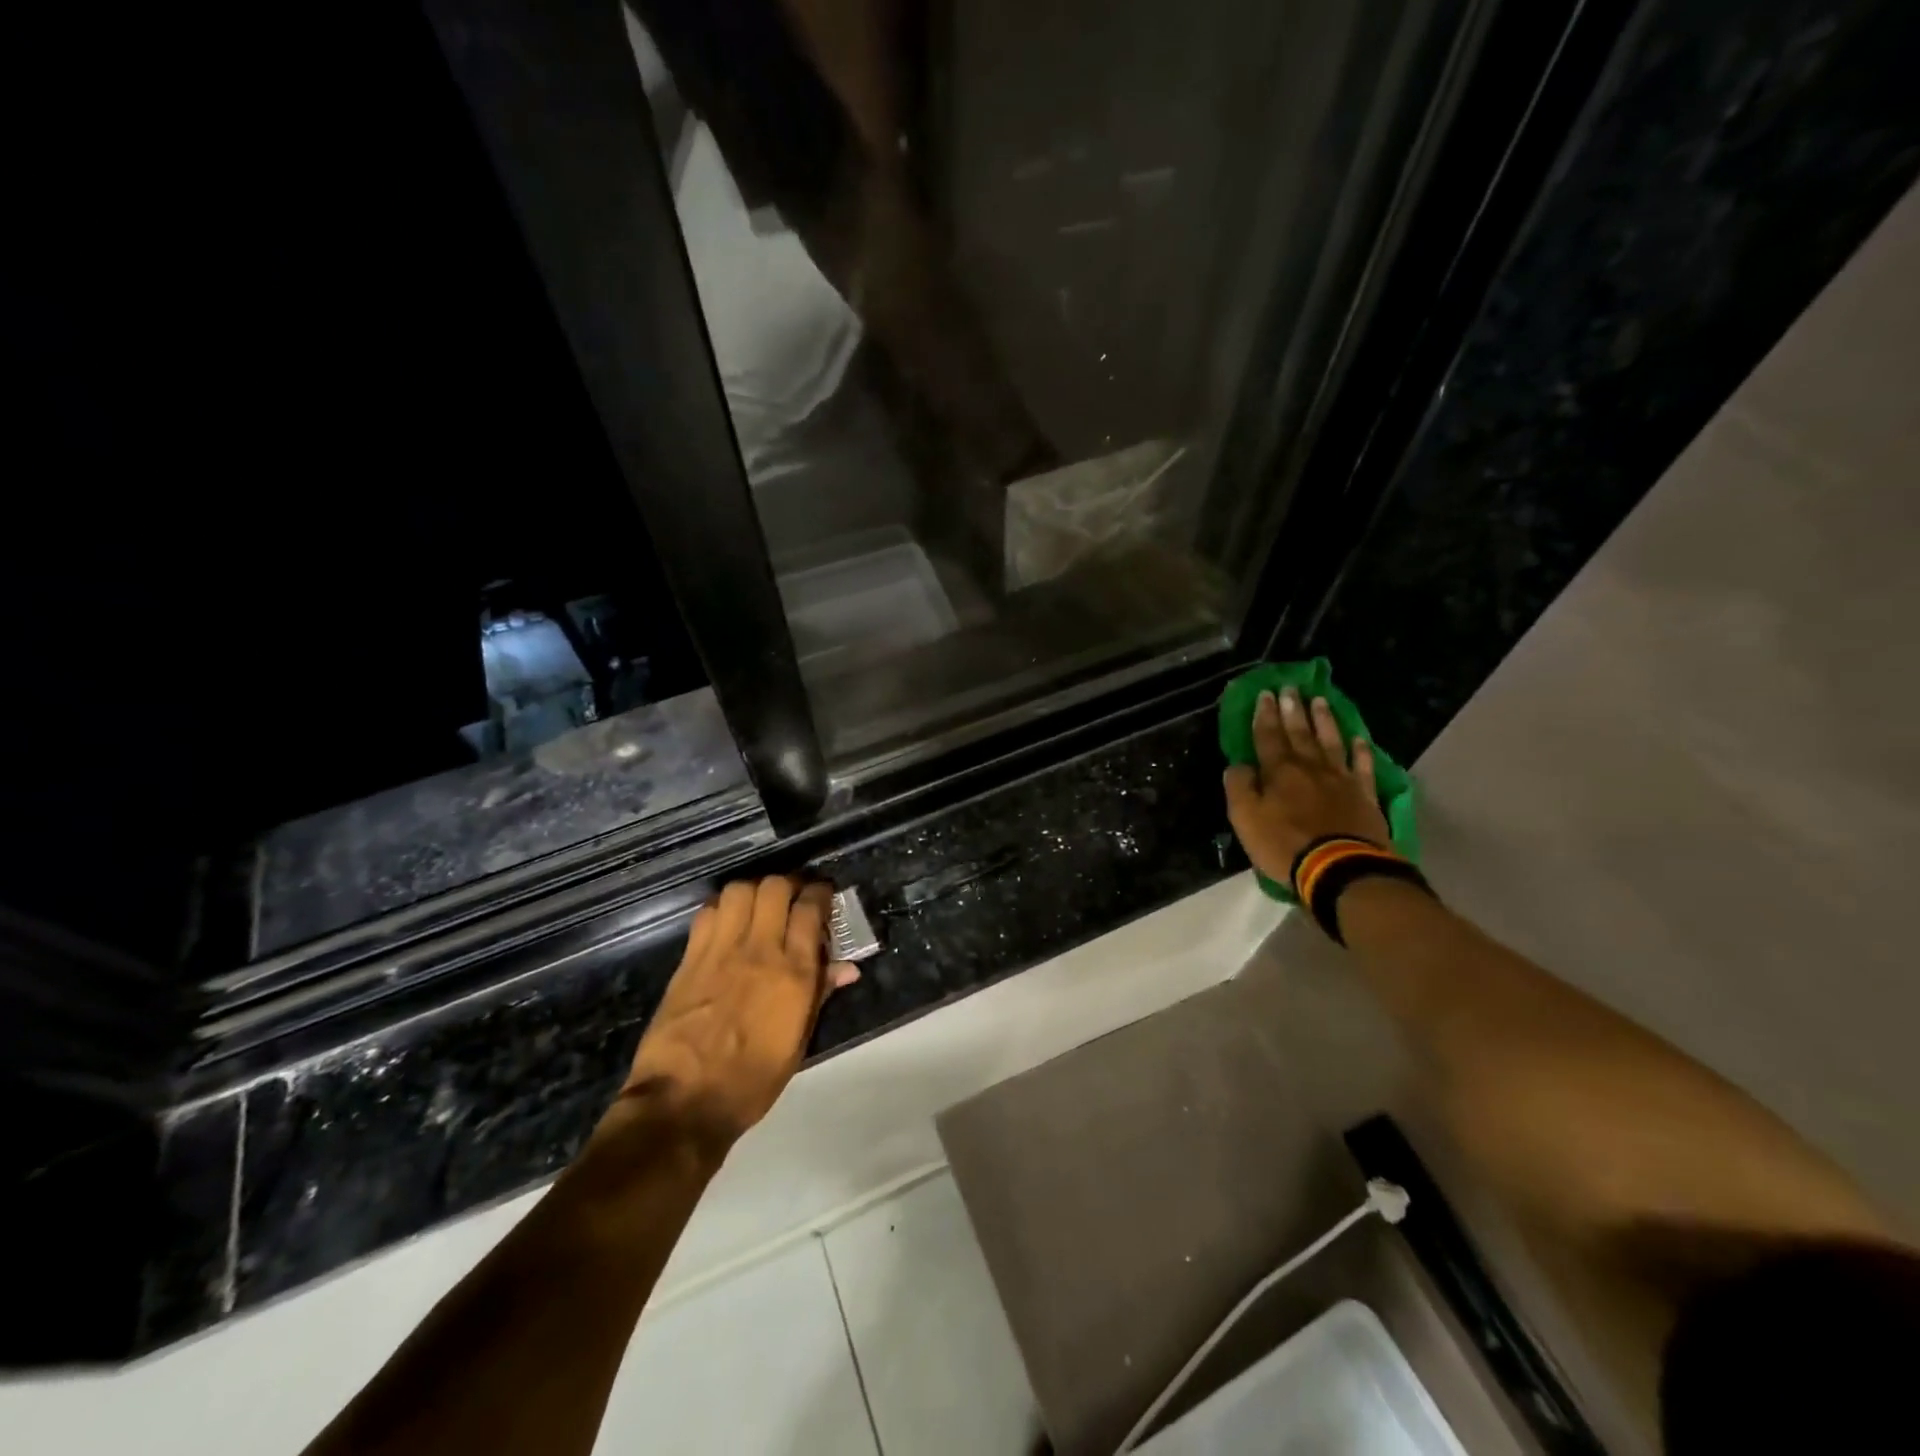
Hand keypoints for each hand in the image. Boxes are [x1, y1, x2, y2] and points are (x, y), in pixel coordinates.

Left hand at [609, 877, 858, 1153]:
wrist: (684, 1102)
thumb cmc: (752, 1080)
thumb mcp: (798, 1041)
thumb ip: (820, 993)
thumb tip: (846, 967)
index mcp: (793, 972)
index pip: (810, 907)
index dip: (820, 892)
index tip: (823, 895)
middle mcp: (759, 949)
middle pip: (775, 887)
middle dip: (788, 884)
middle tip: (793, 898)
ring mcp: (720, 950)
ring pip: (740, 890)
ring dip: (754, 891)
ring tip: (759, 907)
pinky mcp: (690, 958)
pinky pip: (708, 912)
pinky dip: (723, 908)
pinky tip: (727, 924)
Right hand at [1223, 687, 1388, 889]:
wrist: (1340, 868)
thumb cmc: (1284, 844)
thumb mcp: (1245, 818)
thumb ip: (1239, 788)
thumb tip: (1238, 766)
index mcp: (1278, 771)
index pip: (1268, 736)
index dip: (1265, 715)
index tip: (1265, 694)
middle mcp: (1310, 767)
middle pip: (1300, 733)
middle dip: (1293, 710)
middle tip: (1290, 688)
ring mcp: (1341, 780)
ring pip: (1331, 742)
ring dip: (1325, 720)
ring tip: (1320, 700)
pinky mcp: (1365, 796)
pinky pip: (1363, 767)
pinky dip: (1361, 751)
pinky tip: (1360, 739)